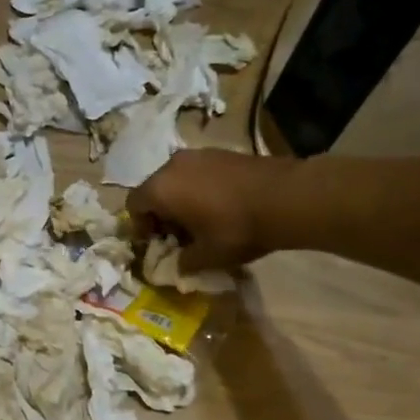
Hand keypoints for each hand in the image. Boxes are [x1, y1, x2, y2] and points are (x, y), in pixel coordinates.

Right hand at [128, 149, 290, 272]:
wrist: (285, 197)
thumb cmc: (237, 228)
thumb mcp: (208, 256)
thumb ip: (184, 263)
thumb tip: (176, 267)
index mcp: (160, 189)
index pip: (133, 205)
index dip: (140, 227)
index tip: (156, 243)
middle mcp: (171, 166)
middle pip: (154, 189)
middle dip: (160, 213)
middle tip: (178, 236)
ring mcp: (197, 155)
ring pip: (176, 179)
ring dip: (180, 200)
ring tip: (200, 220)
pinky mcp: (219, 152)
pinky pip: (197, 172)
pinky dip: (198, 188)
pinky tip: (220, 206)